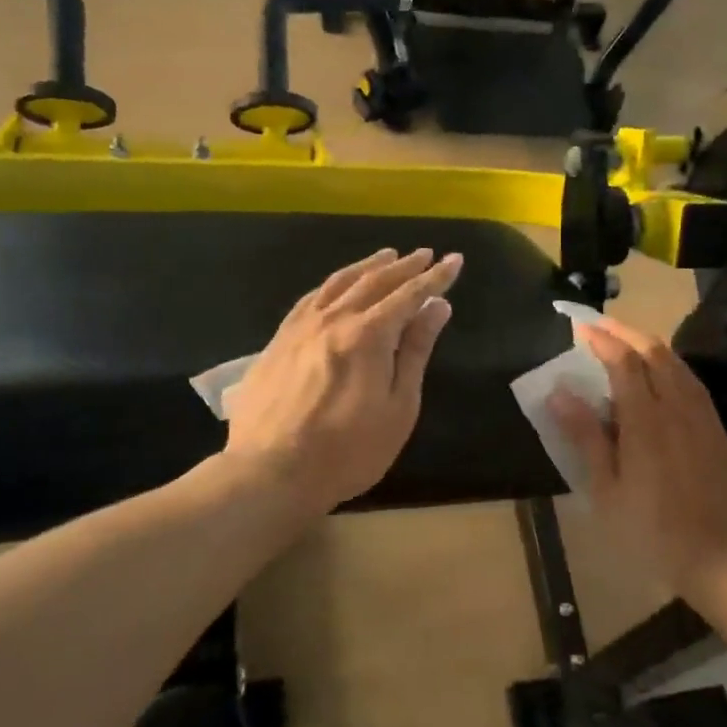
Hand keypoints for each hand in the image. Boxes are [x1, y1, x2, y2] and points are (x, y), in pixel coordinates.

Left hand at [223, 247, 461, 517]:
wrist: (271, 472)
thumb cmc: (348, 450)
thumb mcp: (397, 407)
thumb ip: (414, 352)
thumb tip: (436, 308)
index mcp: (367, 335)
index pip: (408, 296)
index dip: (434, 278)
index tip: (454, 261)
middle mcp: (333, 320)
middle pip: (373, 282)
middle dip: (404, 266)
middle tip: (425, 254)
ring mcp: (300, 328)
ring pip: (338, 283)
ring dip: (367, 267)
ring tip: (386, 255)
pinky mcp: (277, 342)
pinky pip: (310, 299)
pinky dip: (331, 284)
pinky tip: (337, 285)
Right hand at [548, 319, 726, 610]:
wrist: (717, 555)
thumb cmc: (649, 530)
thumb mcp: (606, 489)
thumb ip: (585, 436)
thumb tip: (559, 392)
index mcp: (646, 421)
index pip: (624, 362)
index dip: (602, 340)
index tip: (580, 328)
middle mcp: (677, 407)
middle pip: (654, 351)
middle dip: (625, 331)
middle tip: (599, 326)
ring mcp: (702, 416)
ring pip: (677, 363)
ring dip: (649, 345)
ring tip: (625, 343)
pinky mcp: (716, 429)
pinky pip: (691, 381)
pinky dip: (670, 365)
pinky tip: (659, 375)